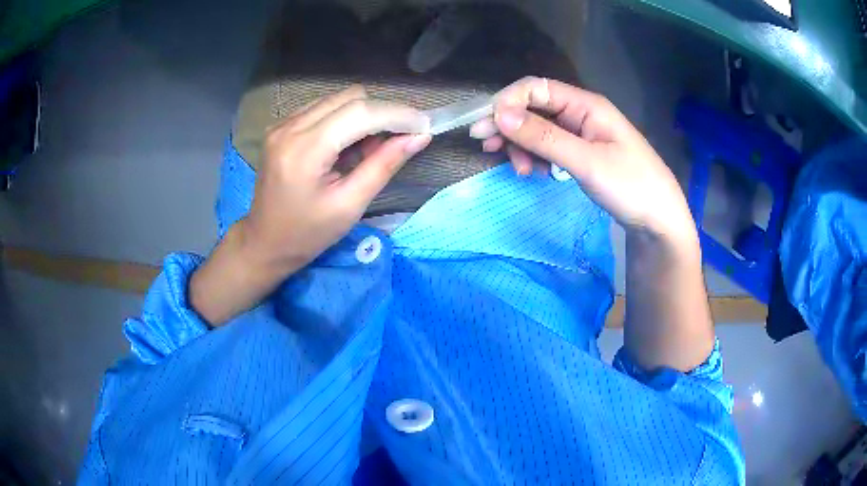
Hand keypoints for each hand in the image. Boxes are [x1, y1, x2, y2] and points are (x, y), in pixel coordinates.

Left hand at [242, 85, 430, 272]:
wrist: (264, 242)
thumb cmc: (307, 234)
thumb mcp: (350, 205)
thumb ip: (384, 165)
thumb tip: (419, 137)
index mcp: (305, 151)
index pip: (360, 113)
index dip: (397, 114)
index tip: (424, 125)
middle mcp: (290, 127)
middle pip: (350, 98)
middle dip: (382, 113)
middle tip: (399, 139)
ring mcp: (282, 124)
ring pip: (337, 99)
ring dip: (363, 116)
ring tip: (368, 148)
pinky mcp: (281, 126)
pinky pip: (323, 108)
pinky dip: (344, 119)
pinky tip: (345, 145)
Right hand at [470, 77, 694, 242]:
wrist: (658, 221)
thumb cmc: (631, 186)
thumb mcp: (587, 162)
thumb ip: (544, 138)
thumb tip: (500, 115)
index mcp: (586, 105)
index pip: (537, 88)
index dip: (509, 101)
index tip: (488, 124)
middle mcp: (580, 114)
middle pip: (534, 108)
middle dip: (509, 123)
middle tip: (485, 145)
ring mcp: (579, 134)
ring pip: (537, 130)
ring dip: (520, 144)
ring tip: (518, 169)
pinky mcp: (579, 154)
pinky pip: (548, 148)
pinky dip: (534, 157)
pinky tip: (532, 172)